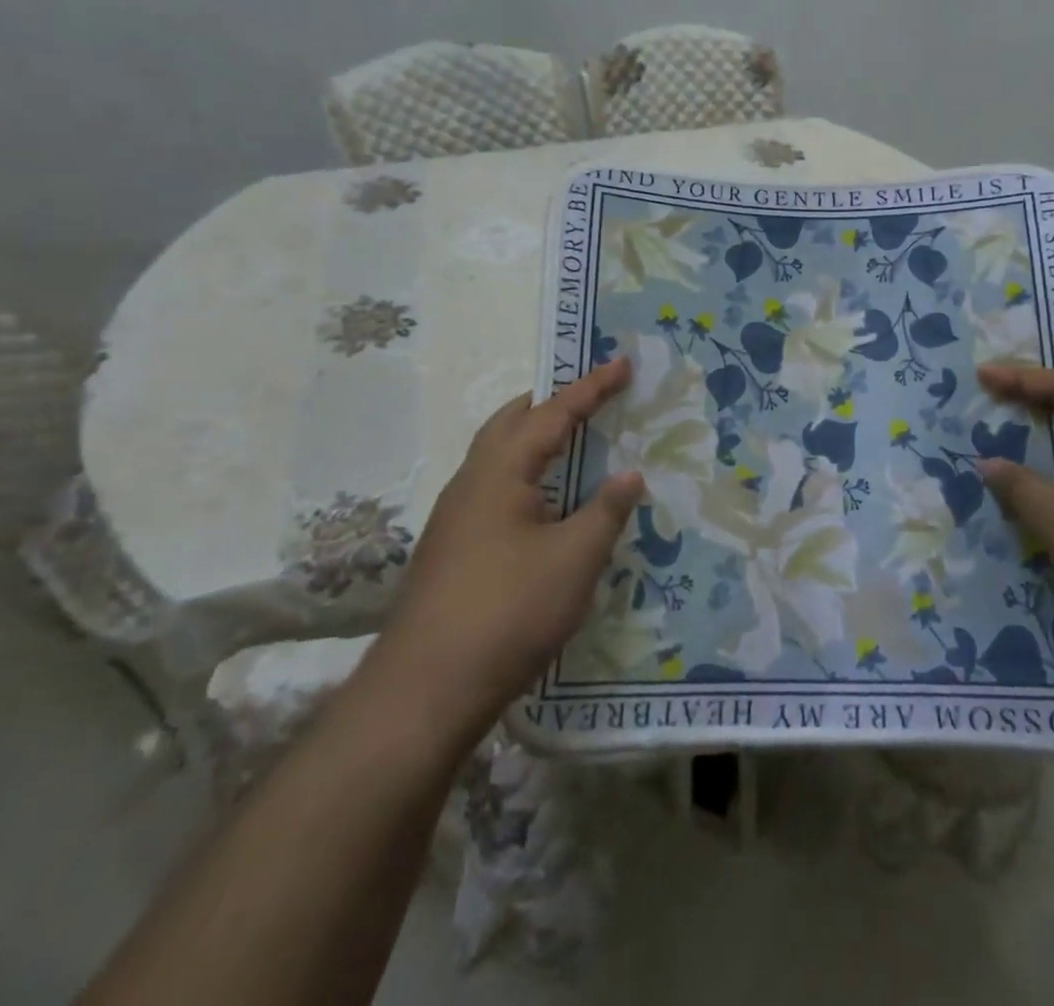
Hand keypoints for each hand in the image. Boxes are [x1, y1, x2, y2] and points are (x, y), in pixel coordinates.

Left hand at [378, 358, 643, 716]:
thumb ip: (606, 510)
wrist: (424, 691)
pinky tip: (548, 505)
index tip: (622, 362)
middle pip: (512, 423)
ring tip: (576, 444)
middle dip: (553, 403)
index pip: (552, 413)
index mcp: (500, 471)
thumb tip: (630, 474)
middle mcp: (471, 482)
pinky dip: (528, 475)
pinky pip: (496, 488)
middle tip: (593, 397)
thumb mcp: (574, 558)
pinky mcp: (454, 548)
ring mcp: (456, 517)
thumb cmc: (507, 611)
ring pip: (500, 457)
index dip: (591, 387)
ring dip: (537, 440)